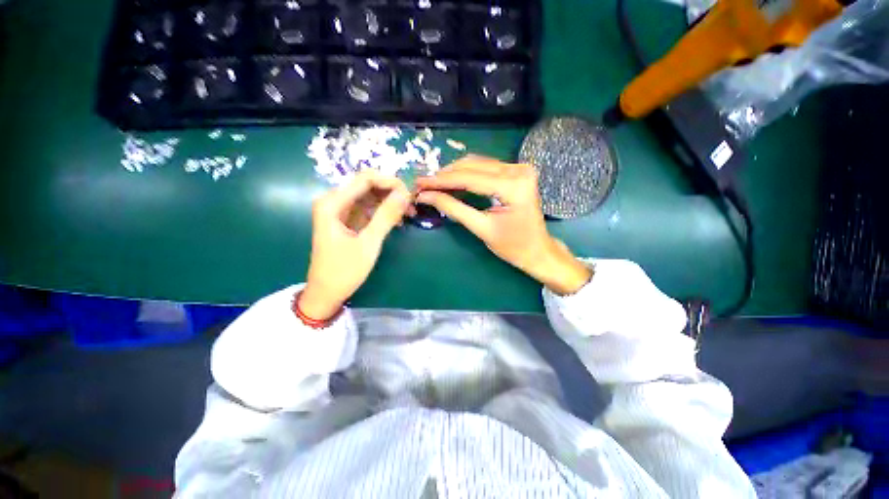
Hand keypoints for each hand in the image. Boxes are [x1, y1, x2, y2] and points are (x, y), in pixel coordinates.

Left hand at [299, 171, 413, 319]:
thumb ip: (386, 216)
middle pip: (368, 185)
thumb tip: (405, 193)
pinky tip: (397, 221)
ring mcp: (341, 211)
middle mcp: (334, 201)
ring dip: (390, 203)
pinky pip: (368, 209)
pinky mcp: (348, 220)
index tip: (410, 194)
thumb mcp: (369, 243)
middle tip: (411, 206)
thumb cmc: (344, 270)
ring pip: (370, 196)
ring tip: (408, 214)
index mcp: (332, 203)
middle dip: (392, 192)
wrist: (326, 293)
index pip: (365, 178)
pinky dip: (383, 212)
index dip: (390, 182)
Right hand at [416, 156, 591, 294]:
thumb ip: (454, 209)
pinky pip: (485, 167)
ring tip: (433, 184)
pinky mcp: (516, 172)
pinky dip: (466, 174)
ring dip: (453, 173)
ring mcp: (519, 168)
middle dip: (445, 175)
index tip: (419, 183)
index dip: (441, 181)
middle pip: (473, 166)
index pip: (470, 178)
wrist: (537, 249)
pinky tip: (451, 181)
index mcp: (513, 186)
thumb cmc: (513, 246)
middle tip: (423, 184)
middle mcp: (518, 170)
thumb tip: (426, 196)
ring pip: (477, 164)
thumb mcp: (481, 228)